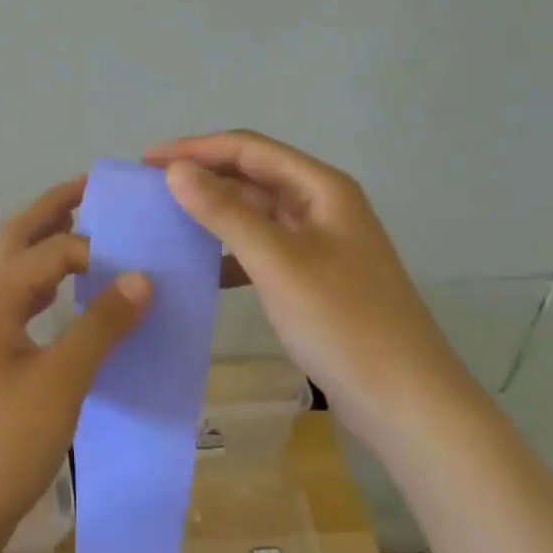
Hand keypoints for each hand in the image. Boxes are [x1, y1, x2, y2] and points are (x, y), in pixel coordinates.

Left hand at [0, 178, 151, 552]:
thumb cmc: (5, 442)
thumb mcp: (62, 381)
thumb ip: (102, 326)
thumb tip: (143, 278)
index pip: (50, 250)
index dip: (95, 248)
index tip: (142, 260)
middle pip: (18, 240)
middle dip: (53, 210)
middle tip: (94, 188)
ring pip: (18, 271)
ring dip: (49, 246)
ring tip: (92, 234)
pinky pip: (23, 303)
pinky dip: (49, 286)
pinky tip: (73, 299)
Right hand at [144, 130, 471, 436]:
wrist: (406, 402)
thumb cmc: (342, 322)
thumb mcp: (277, 261)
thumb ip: (225, 212)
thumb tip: (175, 170)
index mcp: (321, 188)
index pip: (248, 149)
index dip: (195, 149)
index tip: (146, 161)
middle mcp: (322, 206)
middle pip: (252, 176)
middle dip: (202, 177)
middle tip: (149, 190)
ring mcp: (320, 244)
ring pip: (256, 214)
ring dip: (214, 213)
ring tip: (166, 221)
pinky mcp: (314, 279)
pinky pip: (262, 250)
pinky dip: (231, 253)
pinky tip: (202, 269)